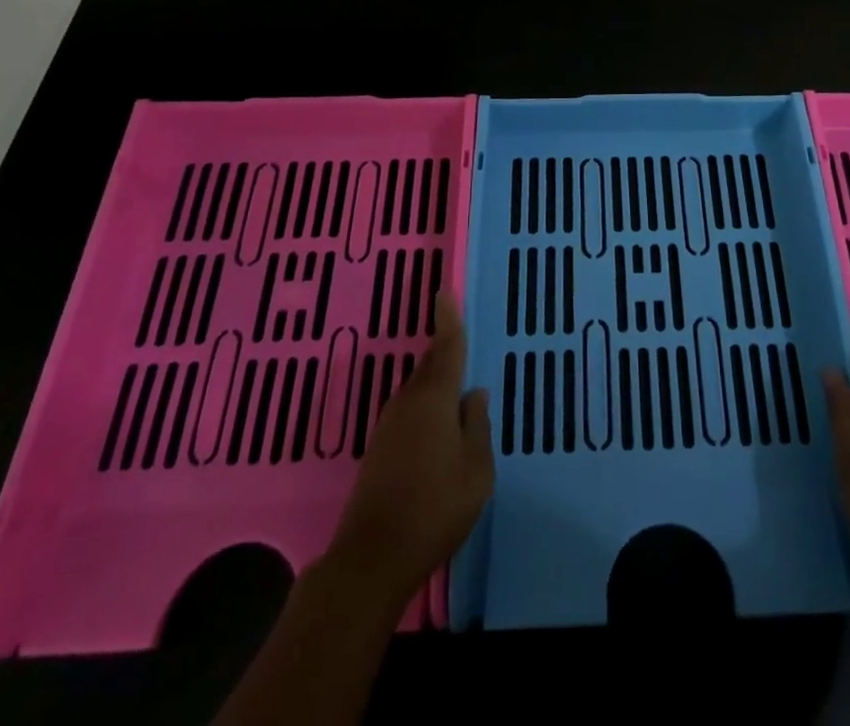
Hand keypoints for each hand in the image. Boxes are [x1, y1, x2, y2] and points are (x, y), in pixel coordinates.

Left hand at [326, 293, 493, 608]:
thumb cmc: (435, 508)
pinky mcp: (378, 448)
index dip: (448, 319)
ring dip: (436, 383)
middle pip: (430, 366)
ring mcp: (388, 425)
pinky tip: (436, 428)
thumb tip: (473, 394)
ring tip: (456, 388)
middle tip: (462, 342)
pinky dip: (425, 407)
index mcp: (434, 399)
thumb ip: (477, 426)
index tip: (444, 292)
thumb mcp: (476, 470)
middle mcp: (408, 402)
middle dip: (445, 352)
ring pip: (418, 390)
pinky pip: (409, 411)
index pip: (447, 348)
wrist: (372, 558)